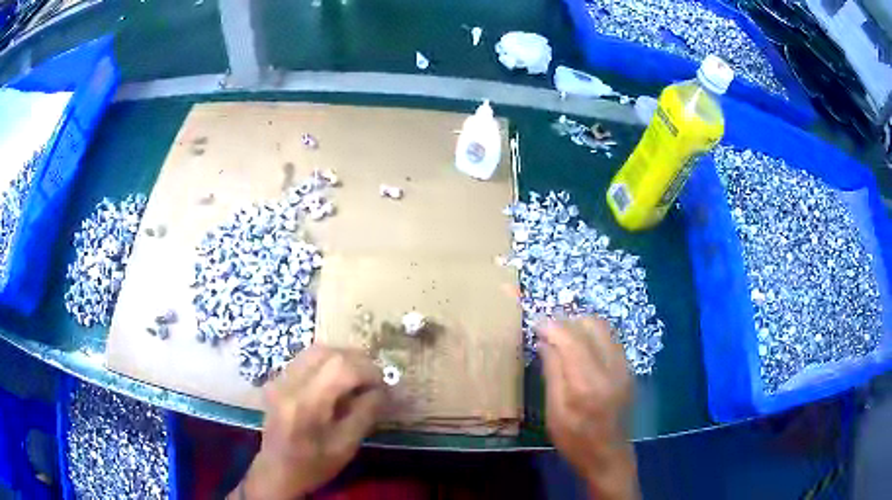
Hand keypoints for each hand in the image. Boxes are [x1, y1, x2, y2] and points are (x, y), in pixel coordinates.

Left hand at [232, 346, 385, 499]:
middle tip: (374, 378)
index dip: (368, 370)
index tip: (384, 385)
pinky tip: (336, 380)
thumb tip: (382, 389)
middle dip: (357, 361)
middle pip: (328, 353)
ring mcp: (280, 379)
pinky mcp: (278, 380)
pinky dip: (327, 362)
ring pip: (316, 350)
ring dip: (342, 358)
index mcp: (306, 404)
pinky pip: (306, 359)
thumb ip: (366, 413)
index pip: (341, 368)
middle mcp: (290, 383)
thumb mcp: (346, 446)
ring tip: (358, 376)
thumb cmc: (314, 465)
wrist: (277, 471)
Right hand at [538, 317, 638, 499]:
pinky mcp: (628, 370)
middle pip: (592, 326)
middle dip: (568, 322)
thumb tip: (544, 343)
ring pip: (604, 329)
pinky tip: (581, 348)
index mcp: (588, 384)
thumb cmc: (575, 441)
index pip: (572, 340)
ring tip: (562, 337)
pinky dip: (594, 335)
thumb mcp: (554, 413)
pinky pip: (611, 339)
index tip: (536, 324)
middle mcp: (611, 369)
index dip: (553, 327)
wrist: (609, 456)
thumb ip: (552, 374)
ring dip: (581, 326)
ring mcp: (624, 368)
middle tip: (548, 331)